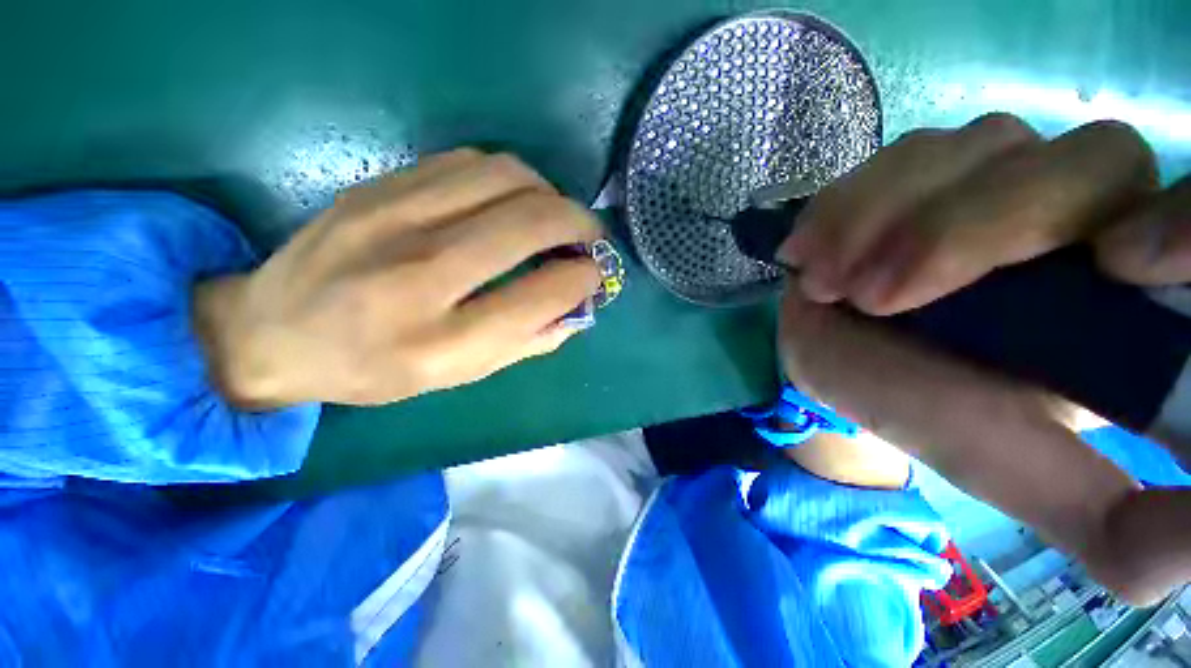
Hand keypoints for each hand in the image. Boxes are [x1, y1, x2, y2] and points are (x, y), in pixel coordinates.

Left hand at [194, 149, 602, 407]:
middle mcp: (419, 275)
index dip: (583, 278)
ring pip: (504, 176)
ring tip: (553, 215)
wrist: (273, 331)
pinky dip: (508, 177)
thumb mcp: (459, 376)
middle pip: (529, 222)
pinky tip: (510, 199)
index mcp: (442, 341)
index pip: (541, 294)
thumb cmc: (374, 369)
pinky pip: (467, 162)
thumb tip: (577, 307)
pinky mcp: (377, 186)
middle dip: (579, 222)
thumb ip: (527, 342)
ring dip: (547, 193)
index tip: (594, 273)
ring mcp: (392, 219)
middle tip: (589, 235)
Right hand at [777, 114, 1190, 604]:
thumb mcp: (1012, 469)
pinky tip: (812, 251)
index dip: (1185, 223)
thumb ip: (1111, 524)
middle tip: (874, 298)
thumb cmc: (918, 407)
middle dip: (971, 229)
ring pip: (982, 147)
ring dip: (886, 218)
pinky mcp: (924, 168)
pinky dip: (848, 204)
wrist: (835, 355)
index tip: (1113, 268)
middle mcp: (1086, 211)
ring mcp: (1000, 170)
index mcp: (1129, 295)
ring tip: (825, 282)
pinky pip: (900, 156)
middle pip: (1088, 163)